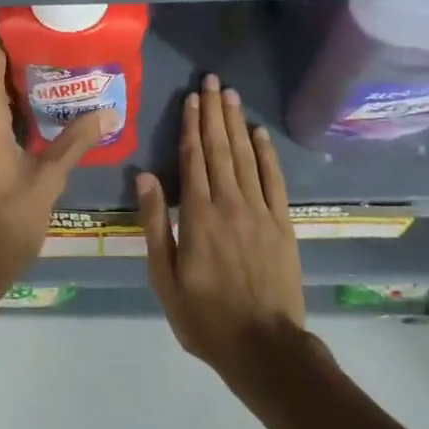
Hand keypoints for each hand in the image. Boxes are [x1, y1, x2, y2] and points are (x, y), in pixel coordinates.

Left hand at [0, 30, 107, 310]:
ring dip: (12, 78)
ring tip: (54, 77)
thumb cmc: (4, 222)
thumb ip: (77, 140)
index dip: (13, 32)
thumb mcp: (48, 179)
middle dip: (20, 53)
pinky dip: (3, 100)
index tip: (46, 29)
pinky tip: (34, 112)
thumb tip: (111, 110)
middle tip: (61, 53)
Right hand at [138, 75, 304, 387]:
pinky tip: (260, 133)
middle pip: (220, 148)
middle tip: (212, 80)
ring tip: (231, 95)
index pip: (193, 158)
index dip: (191, 125)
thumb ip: (155, 224)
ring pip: (246, 156)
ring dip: (236, 123)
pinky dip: (267, 153)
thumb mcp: (165, 278)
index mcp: (197, 215)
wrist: (264, 347)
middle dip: (213, 112)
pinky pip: (274, 180)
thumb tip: (145, 177)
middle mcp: (229, 203)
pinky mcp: (283, 223)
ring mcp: (260, 211)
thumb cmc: (205, 317)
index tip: (191, 97)